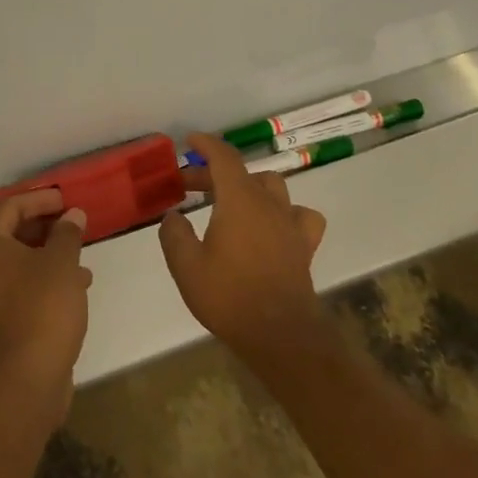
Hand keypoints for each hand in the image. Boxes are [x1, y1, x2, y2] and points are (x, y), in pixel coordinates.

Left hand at [0, 190, 92, 422]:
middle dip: (46, 226)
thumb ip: (67, 233)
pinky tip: (76, 286)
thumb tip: (72, 215)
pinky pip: (21, 286)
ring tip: (81, 256)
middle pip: (12, 232)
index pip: (11, 206)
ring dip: (49, 254)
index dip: (41, 199)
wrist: (23, 380)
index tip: (67, 200)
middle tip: (74, 224)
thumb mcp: (61, 262)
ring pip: (19, 261)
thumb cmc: (41, 307)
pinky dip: (45, 279)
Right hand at [159, 133, 329, 365]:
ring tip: (230, 200)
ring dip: (249, 186)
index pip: (224, 157)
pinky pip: (300, 215)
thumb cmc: (230, 297)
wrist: (281, 336)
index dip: (207, 145)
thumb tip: (173, 216)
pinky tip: (274, 224)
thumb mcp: (186, 267)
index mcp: (239, 200)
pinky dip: (285, 211)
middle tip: (188, 185)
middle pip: (242, 173)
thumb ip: (174, 235)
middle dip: (213, 172)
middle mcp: (268, 203)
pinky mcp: (304, 246)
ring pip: (273, 186)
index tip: (190, 141)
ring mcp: (290, 223)